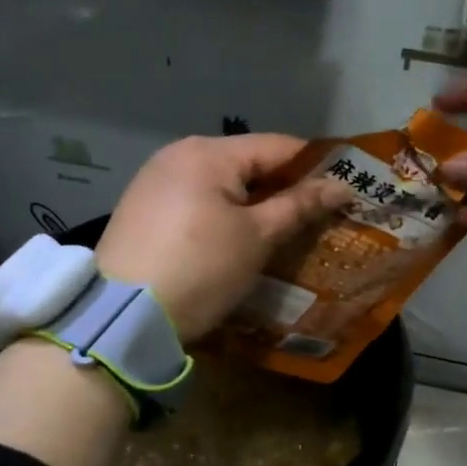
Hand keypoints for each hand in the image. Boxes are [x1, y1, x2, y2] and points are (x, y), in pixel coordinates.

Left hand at [95, 134, 349, 343]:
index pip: (278, 147)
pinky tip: (237, 238)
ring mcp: (155, 179)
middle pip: (248, 162)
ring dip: (254, 202)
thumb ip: (299, 206)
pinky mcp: (142, 206)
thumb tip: (341, 185)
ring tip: (283, 230)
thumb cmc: (200, 270)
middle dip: (284, 187)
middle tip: (318, 215)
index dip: (316, 166)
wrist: (121, 319)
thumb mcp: (256, 238)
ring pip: (222, 182)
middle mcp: (179, 154)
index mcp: (209, 152)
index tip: (345, 188)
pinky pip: (197, 198)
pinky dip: (223, 212)